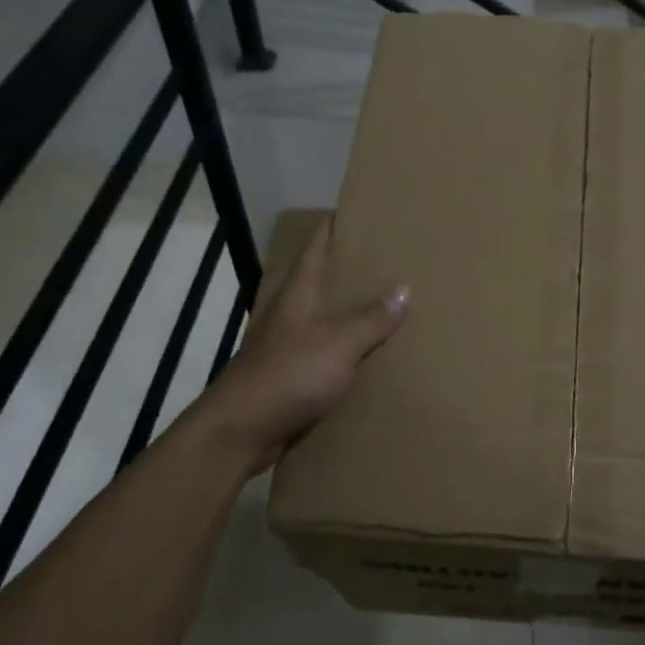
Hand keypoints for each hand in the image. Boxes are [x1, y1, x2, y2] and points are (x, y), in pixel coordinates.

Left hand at [196, 217, 407, 475]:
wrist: (240, 432)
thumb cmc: (288, 376)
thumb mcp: (338, 344)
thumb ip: (371, 319)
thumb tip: (404, 289)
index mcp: (299, 294)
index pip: (316, 247)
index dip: (334, 226)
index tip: (360, 212)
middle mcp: (291, 313)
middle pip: (322, 280)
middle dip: (352, 269)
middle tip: (391, 259)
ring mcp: (288, 345)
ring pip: (325, 318)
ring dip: (351, 311)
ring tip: (389, 304)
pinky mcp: (290, 376)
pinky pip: (326, 353)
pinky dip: (347, 349)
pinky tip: (370, 356)